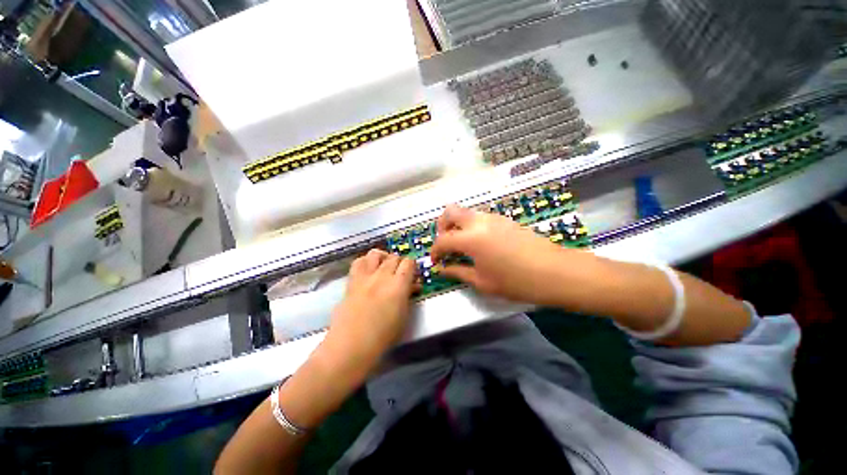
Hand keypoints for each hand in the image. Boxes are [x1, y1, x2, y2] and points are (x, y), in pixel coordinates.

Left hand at [323, 250, 416, 368]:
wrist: (352, 344)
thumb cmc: (383, 336)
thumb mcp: (403, 316)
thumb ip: (408, 296)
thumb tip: (412, 285)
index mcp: (398, 285)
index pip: (409, 263)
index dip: (412, 267)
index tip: (412, 276)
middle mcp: (382, 276)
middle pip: (394, 257)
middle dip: (400, 263)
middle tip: (399, 275)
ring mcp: (365, 276)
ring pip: (376, 253)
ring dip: (383, 257)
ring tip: (384, 266)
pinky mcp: (352, 281)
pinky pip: (358, 262)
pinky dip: (365, 261)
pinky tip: (368, 270)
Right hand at [430, 204, 569, 305]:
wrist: (554, 271)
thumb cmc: (516, 281)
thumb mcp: (482, 281)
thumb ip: (458, 272)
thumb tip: (443, 269)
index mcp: (470, 238)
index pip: (442, 240)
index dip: (435, 251)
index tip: (436, 261)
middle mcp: (479, 222)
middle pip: (450, 212)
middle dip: (442, 226)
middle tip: (446, 244)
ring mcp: (493, 217)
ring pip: (466, 213)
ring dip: (458, 225)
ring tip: (462, 246)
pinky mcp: (504, 219)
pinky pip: (480, 217)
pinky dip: (472, 226)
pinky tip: (480, 243)